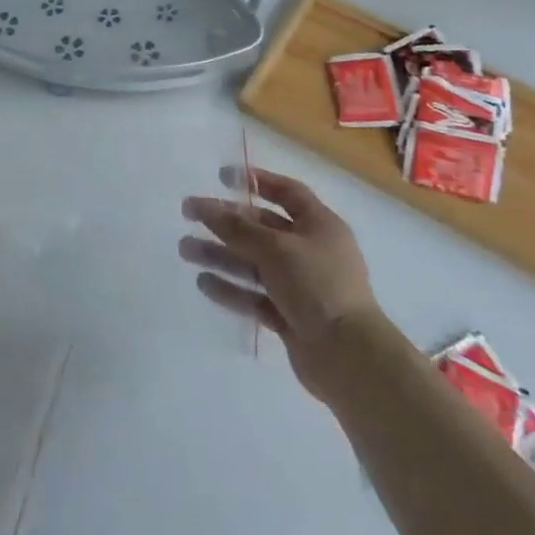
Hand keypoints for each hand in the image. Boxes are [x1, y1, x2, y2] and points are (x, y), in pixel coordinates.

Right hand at [180, 168, 378, 394]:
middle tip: (189, 214)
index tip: (222, 177)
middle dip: (225, 221)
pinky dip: (231, 289)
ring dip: (220, 254)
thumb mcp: (276, 248)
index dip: (257, 181)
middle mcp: (310, 251)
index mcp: (320, 225)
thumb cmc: (318, 286)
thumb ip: (237, 228)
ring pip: (253, 263)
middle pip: (262, 228)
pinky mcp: (289, 316)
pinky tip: (203, 283)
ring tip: (185, 250)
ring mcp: (300, 286)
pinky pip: (254, 295)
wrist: (349, 357)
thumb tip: (205, 206)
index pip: (287, 193)